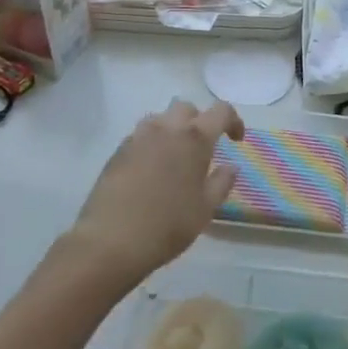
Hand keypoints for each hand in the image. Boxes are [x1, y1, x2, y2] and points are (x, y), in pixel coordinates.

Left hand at [68, 99, 245, 285]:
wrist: (111, 240)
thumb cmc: (168, 225)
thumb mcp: (205, 209)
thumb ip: (221, 183)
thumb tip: (231, 167)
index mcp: (194, 139)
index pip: (220, 111)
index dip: (233, 120)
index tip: (236, 140)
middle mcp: (166, 129)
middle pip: (187, 108)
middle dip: (200, 121)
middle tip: (204, 148)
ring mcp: (138, 137)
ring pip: (161, 118)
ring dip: (174, 129)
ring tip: (177, 156)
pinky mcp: (118, 151)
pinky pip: (141, 135)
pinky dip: (153, 143)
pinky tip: (153, 170)